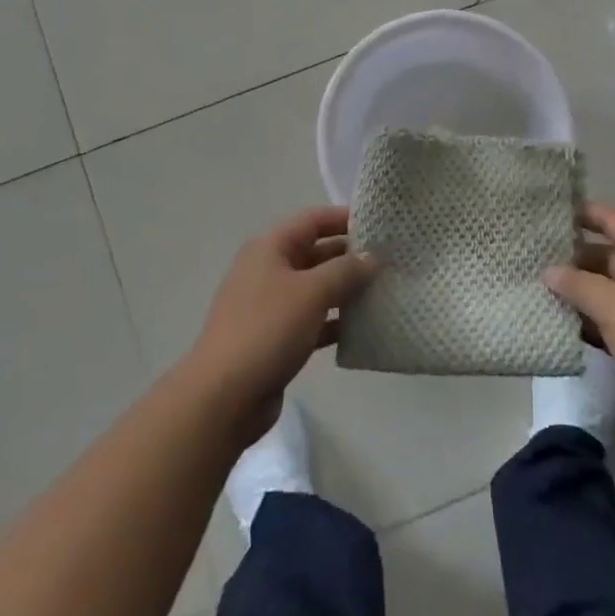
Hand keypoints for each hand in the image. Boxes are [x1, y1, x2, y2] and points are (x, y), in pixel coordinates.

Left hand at [184, 206, 379, 445]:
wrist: (224, 397)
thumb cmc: (267, 330)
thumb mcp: (312, 292)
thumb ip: (346, 271)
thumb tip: (372, 257)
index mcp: (270, 248)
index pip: (312, 220)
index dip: (344, 218)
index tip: (380, 225)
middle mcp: (268, 271)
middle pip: (315, 253)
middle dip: (350, 256)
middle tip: (390, 261)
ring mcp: (270, 306)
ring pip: (316, 289)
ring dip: (346, 290)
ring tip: (385, 292)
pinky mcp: (276, 339)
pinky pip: (313, 320)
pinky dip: (335, 321)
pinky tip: (365, 328)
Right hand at [545, 203, 614, 446]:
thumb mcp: (614, 305)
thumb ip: (578, 284)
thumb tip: (548, 272)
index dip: (587, 213)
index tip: (553, 209)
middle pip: (606, 257)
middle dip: (573, 258)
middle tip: (533, 254)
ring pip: (603, 291)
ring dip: (575, 291)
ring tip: (534, 283)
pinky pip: (604, 320)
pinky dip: (583, 319)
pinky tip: (551, 318)